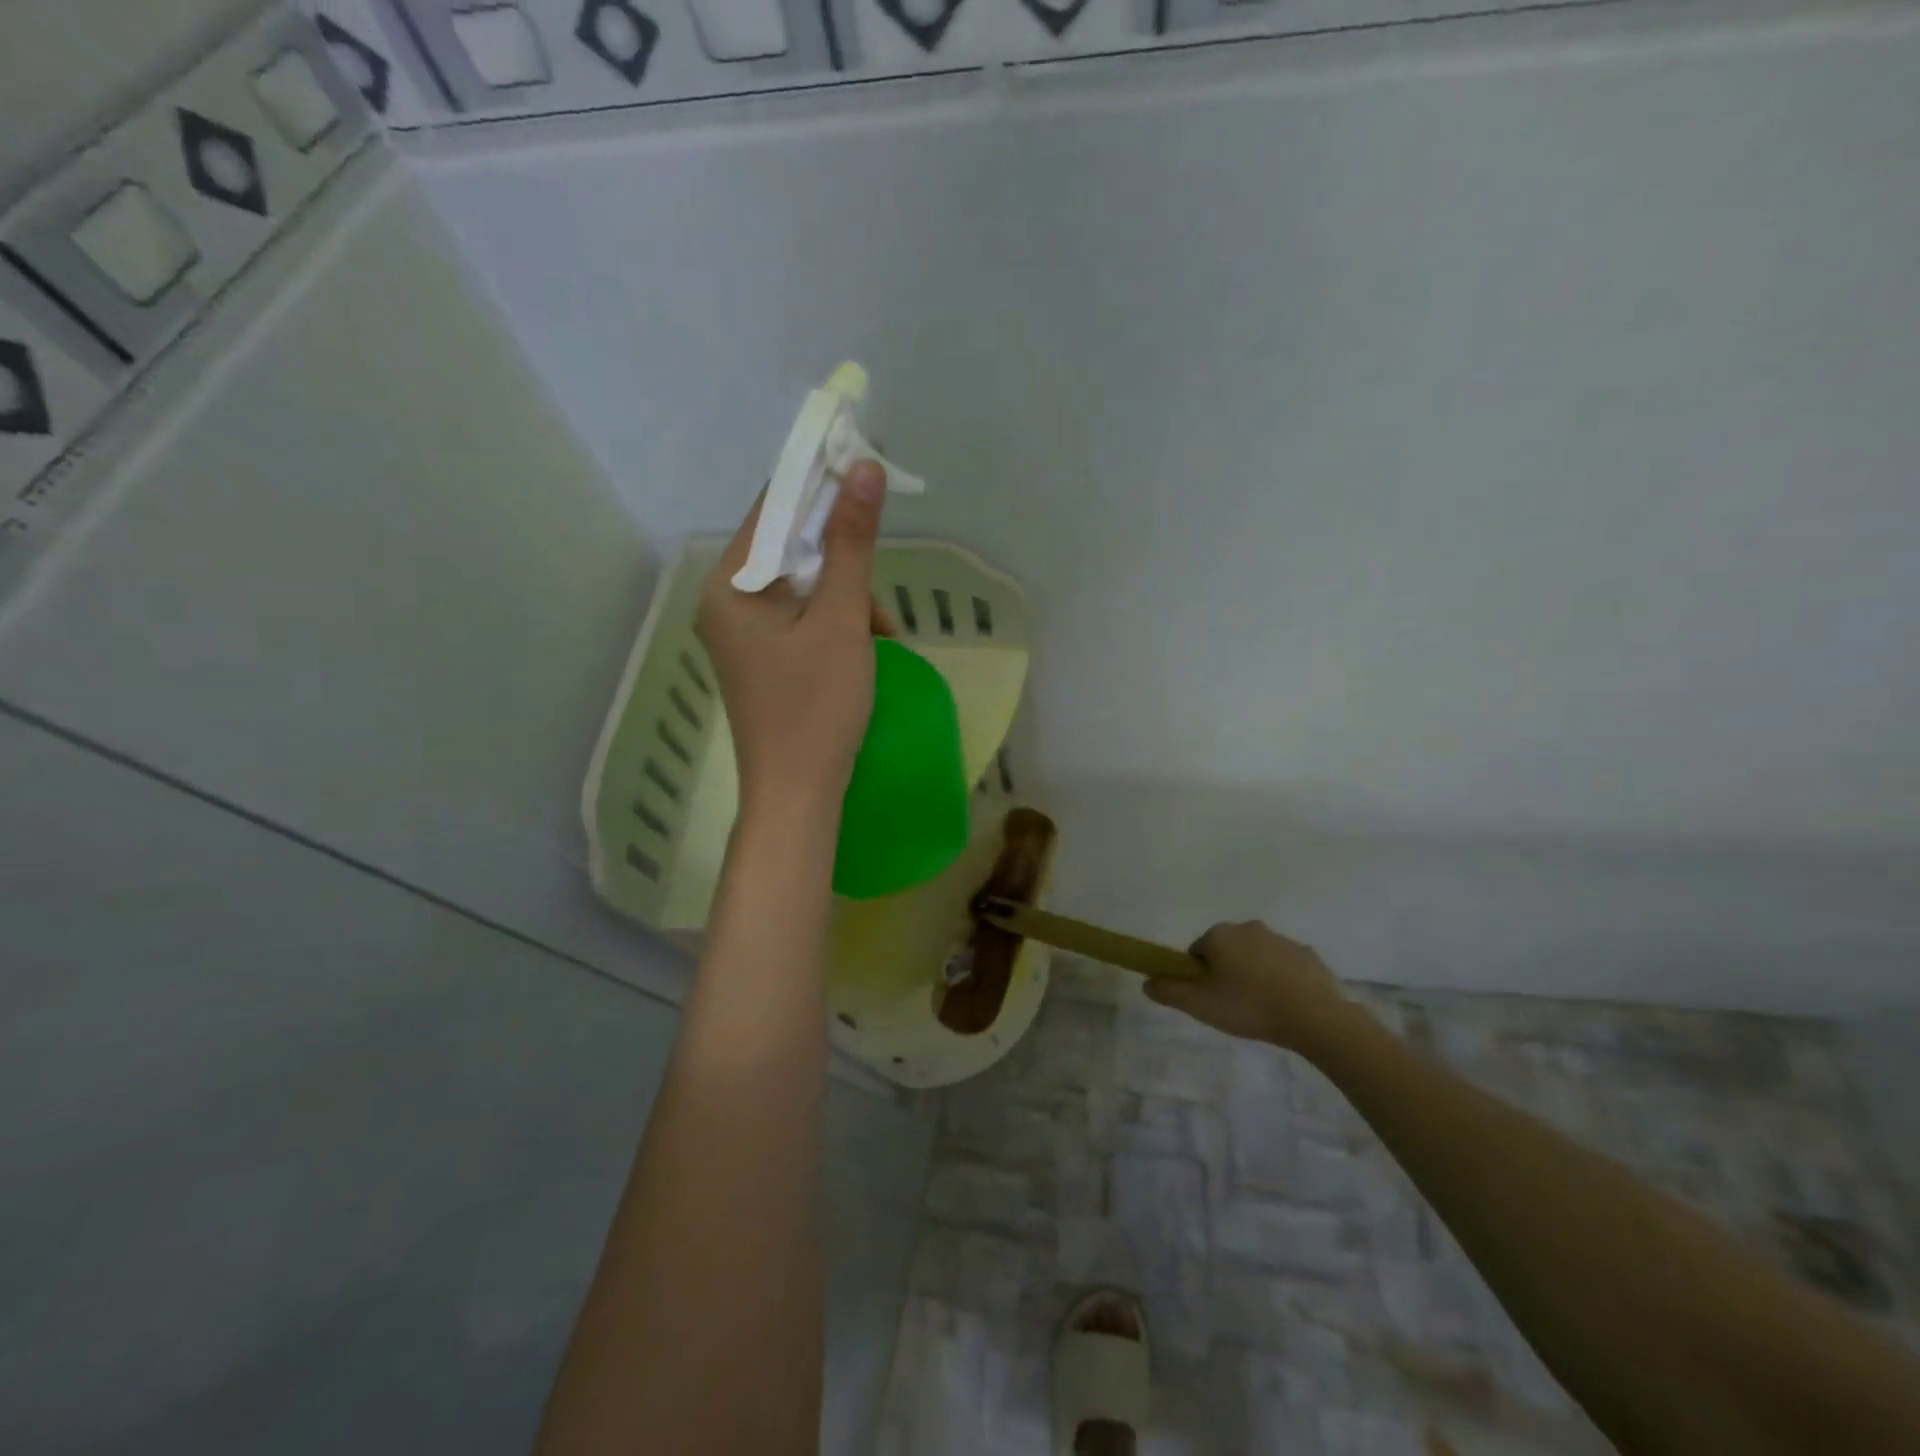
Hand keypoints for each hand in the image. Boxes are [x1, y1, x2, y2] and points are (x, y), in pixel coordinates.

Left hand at [698, 462, 890, 818]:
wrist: (798, 796)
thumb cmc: (818, 707)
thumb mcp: (842, 620)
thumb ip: (853, 545)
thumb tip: (866, 470)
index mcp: (730, 584)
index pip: (775, 508)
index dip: (822, 481)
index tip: (868, 465)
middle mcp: (725, 601)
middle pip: (789, 547)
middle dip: (843, 557)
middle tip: (880, 577)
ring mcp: (741, 633)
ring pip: (802, 585)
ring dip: (847, 596)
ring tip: (884, 631)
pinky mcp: (761, 658)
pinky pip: (800, 618)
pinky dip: (836, 623)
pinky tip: (869, 645)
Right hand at [1146, 920, 1360, 1056]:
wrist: (1315, 1016)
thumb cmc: (1249, 1006)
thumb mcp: (1199, 1005)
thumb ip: (1168, 991)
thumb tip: (1147, 981)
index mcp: (1220, 935)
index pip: (1197, 951)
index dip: (1199, 975)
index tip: (1209, 998)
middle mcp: (1248, 928)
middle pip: (1227, 950)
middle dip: (1227, 972)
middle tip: (1232, 1005)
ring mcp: (1281, 939)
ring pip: (1256, 956)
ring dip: (1254, 975)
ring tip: (1261, 1009)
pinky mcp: (1307, 954)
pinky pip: (1284, 966)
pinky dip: (1281, 980)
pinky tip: (1286, 1005)